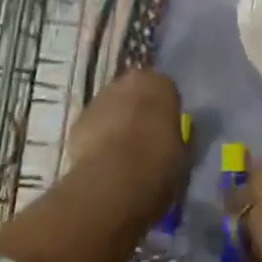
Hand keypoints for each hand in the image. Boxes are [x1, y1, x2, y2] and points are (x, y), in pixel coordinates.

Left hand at [65, 69, 186, 192]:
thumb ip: (177, 136)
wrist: (114, 179)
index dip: (165, 112)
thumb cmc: (160, 161)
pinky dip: (97, 139)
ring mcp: (99, 99)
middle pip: (135, 94)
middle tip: (144, 141)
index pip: (165, 90)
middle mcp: (127, 82)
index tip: (166, 132)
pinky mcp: (78, 120)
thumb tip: (171, 136)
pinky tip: (103, 162)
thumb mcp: (183, 151)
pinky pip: (93, 126)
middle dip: (138, 112)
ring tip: (121, 155)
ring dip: (116, 123)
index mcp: (159, 83)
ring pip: (111, 108)